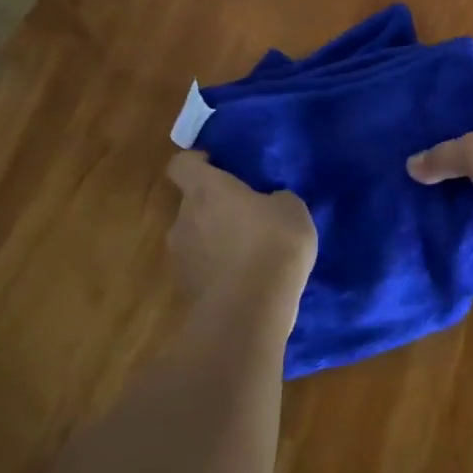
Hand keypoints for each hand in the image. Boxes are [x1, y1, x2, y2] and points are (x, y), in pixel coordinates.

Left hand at [165, 152, 316, 322]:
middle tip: (244, 215)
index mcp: (205, 189)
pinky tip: (245, 280)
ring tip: (248, 253)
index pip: (181, 164)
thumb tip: (270, 203)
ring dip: (214, 241)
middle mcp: (183, 218)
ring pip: (195, 238)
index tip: (216, 166)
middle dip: (213, 207)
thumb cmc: (272, 243)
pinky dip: (217, 270)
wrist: (250, 310)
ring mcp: (180, 257)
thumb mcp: (292, 208)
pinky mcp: (186, 290)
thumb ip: (275, 198)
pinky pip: (201, 270)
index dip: (196, 162)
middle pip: (189, 203)